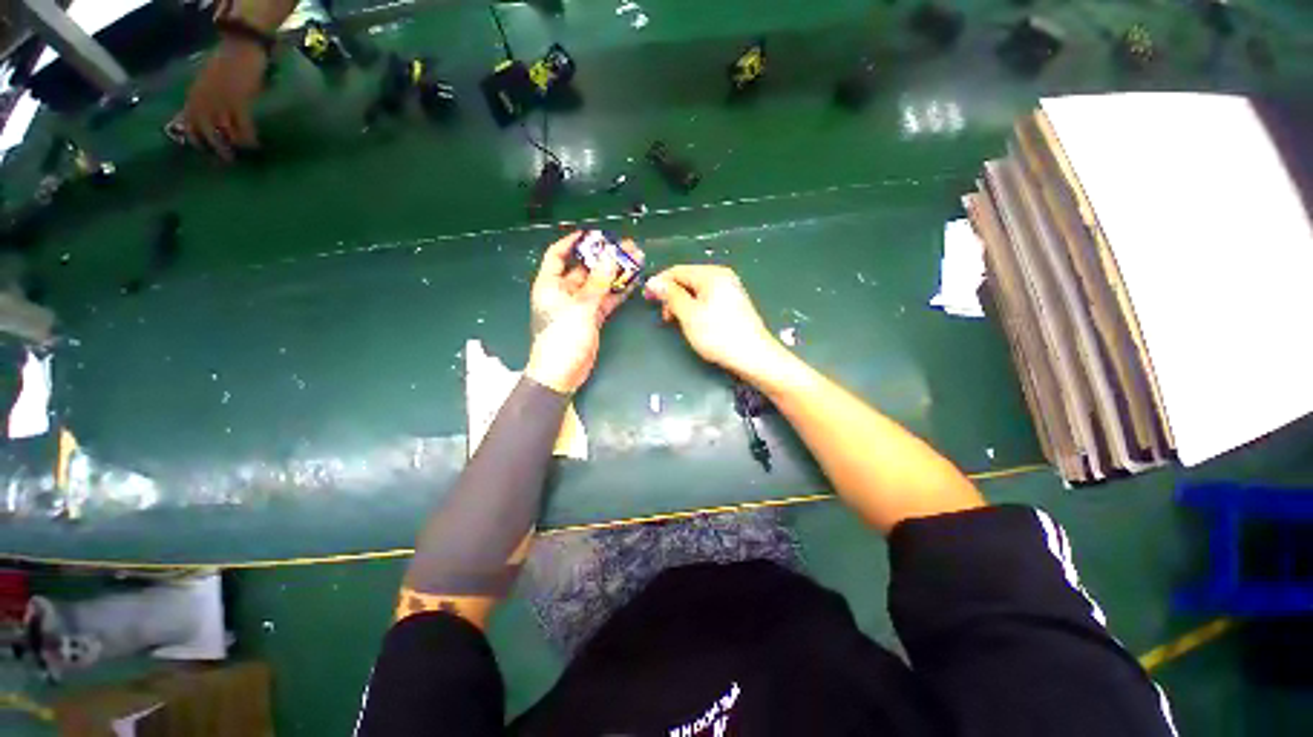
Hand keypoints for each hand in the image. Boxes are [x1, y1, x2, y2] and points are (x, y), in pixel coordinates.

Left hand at [181, 38, 266, 160]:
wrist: (241, 46)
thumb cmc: (227, 63)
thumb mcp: (208, 82)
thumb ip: (205, 99)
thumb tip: (206, 121)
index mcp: (194, 96)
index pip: (189, 125)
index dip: (196, 141)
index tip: (206, 153)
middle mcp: (204, 101)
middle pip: (206, 132)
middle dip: (216, 147)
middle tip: (228, 161)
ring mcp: (221, 102)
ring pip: (225, 132)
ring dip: (234, 145)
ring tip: (245, 153)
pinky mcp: (239, 102)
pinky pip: (243, 127)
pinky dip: (249, 139)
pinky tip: (256, 145)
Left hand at [526, 232, 643, 393]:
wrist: (562, 374)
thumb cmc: (562, 339)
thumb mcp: (580, 308)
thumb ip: (597, 283)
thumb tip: (610, 257)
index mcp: (550, 285)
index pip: (557, 255)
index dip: (571, 242)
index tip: (591, 234)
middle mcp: (563, 293)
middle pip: (583, 269)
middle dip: (603, 257)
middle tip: (624, 246)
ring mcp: (579, 306)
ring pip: (598, 284)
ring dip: (614, 273)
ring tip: (634, 260)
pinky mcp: (591, 319)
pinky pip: (605, 300)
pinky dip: (617, 292)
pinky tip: (631, 282)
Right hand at [644, 265, 788, 382]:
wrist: (753, 356)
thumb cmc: (718, 334)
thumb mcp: (689, 314)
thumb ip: (671, 295)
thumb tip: (654, 281)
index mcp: (711, 274)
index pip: (678, 271)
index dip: (660, 283)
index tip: (646, 299)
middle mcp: (722, 277)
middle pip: (688, 279)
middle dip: (672, 295)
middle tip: (665, 317)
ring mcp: (730, 290)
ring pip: (697, 291)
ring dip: (682, 304)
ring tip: (678, 322)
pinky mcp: (734, 304)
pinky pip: (707, 299)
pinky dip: (695, 308)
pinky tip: (694, 323)